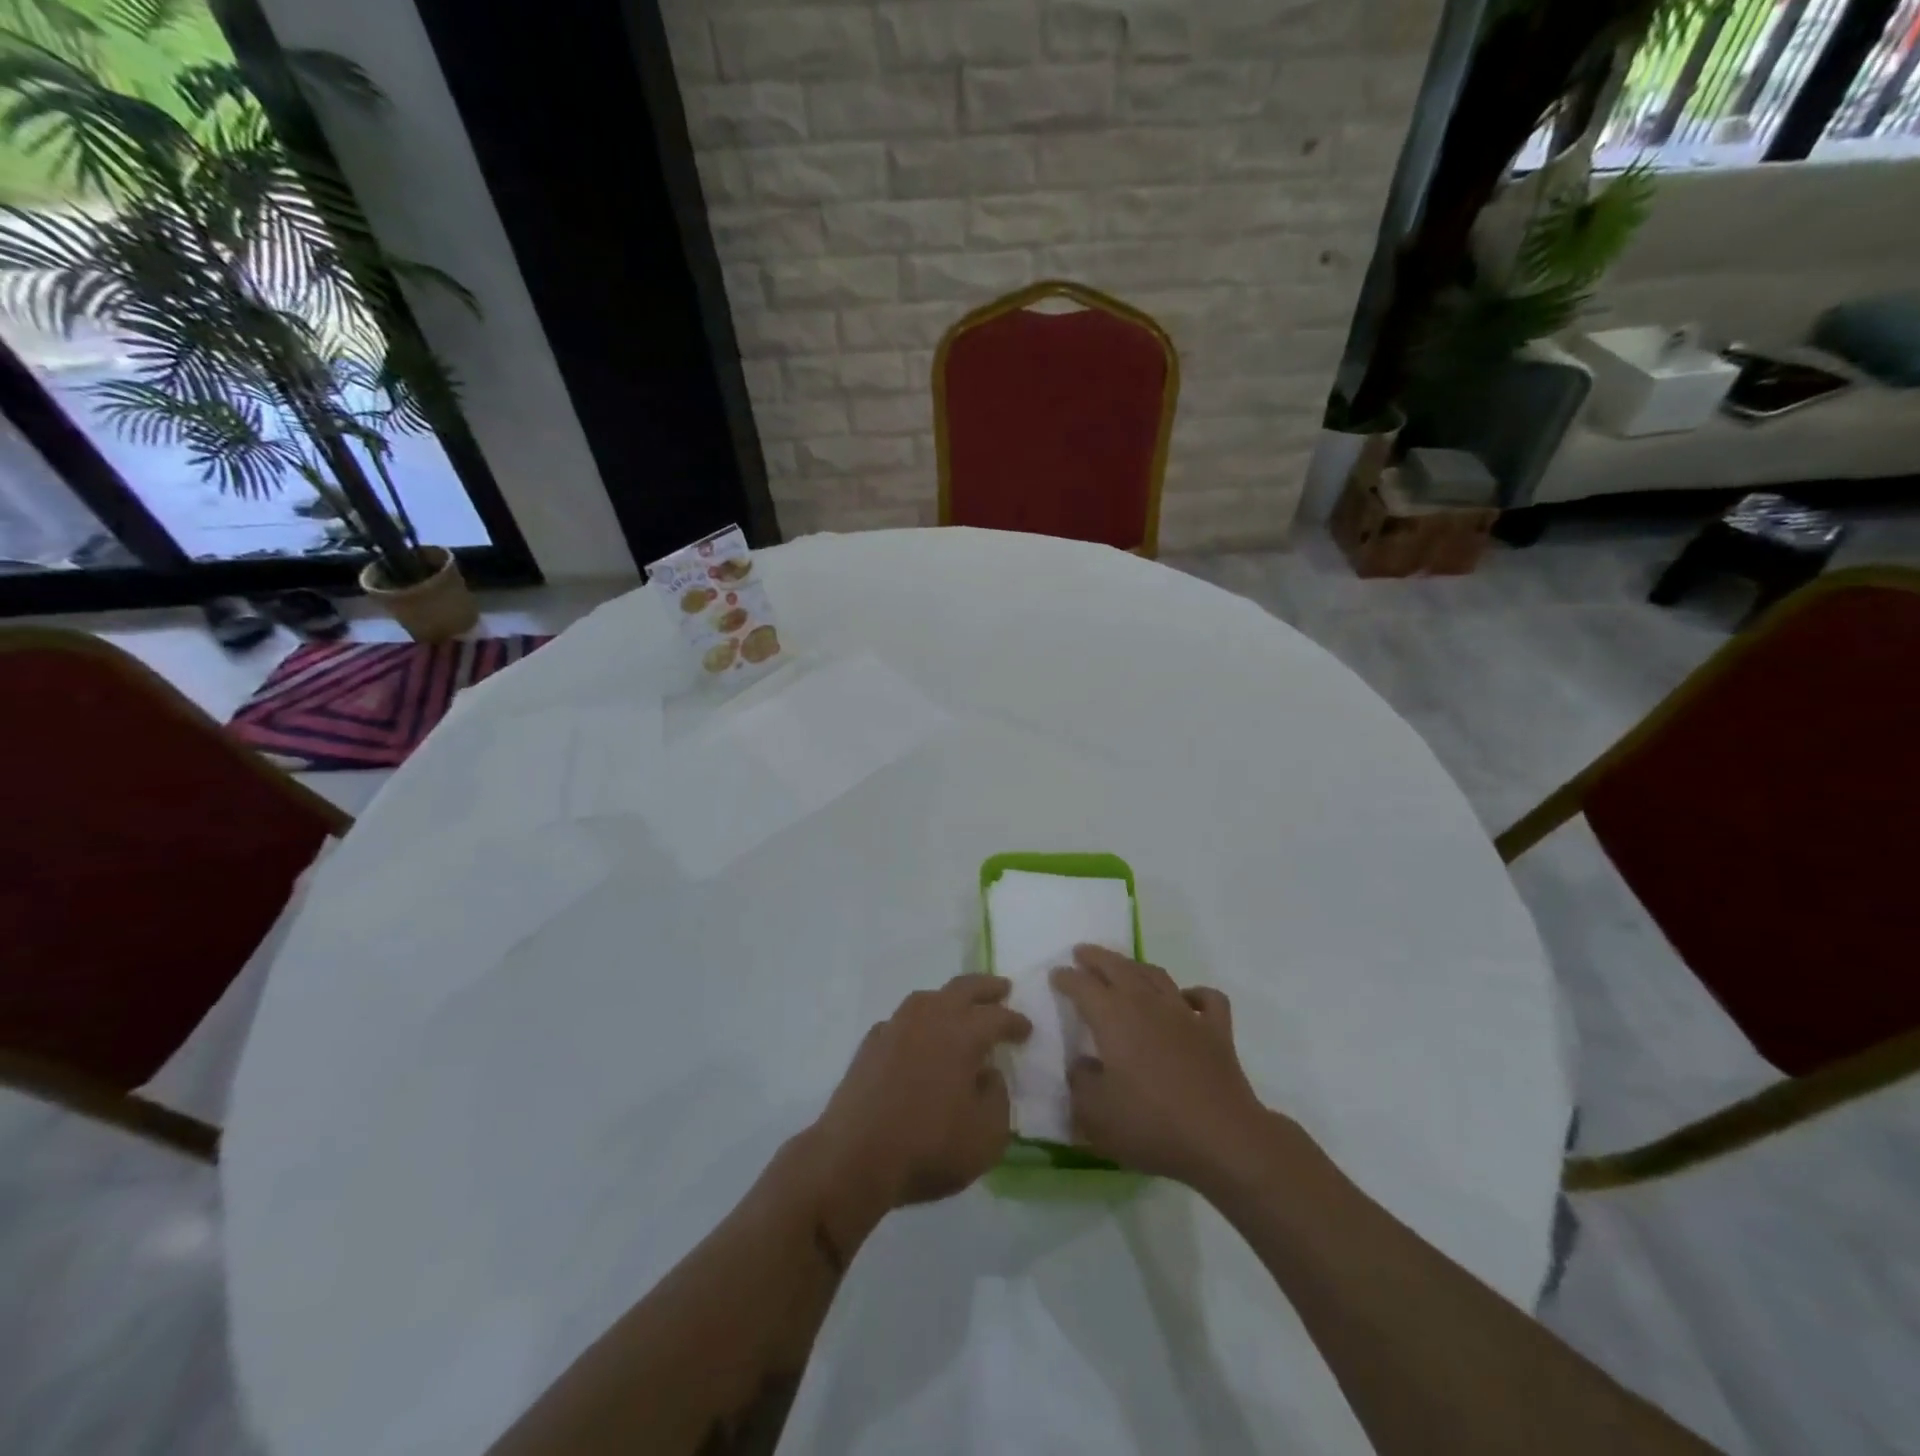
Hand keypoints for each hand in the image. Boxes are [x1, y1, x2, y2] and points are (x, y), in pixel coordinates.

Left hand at [808, 974, 1031, 1232]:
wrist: (854, 1156)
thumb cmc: (929, 1146)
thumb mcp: (987, 1136)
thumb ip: (997, 1098)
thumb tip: (988, 1074)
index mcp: (963, 1033)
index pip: (997, 1017)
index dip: (1015, 1021)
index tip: (1027, 1029)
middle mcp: (929, 1017)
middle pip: (962, 988)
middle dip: (986, 987)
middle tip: (1002, 989)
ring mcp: (895, 1026)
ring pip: (928, 998)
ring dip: (949, 999)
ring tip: (959, 1009)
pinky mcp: (870, 1044)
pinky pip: (901, 1021)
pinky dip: (917, 1024)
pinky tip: (917, 1039)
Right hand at [1053, 945, 1273, 1189]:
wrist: (1222, 1139)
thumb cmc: (1151, 1125)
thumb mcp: (1095, 1115)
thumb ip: (1080, 1084)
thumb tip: (1082, 1065)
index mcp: (1113, 1018)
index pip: (1083, 986)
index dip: (1067, 978)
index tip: (1056, 974)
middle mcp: (1147, 1004)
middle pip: (1118, 968)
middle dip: (1097, 958)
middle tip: (1082, 952)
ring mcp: (1185, 1014)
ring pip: (1157, 976)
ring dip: (1136, 967)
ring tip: (1125, 968)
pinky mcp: (1217, 1031)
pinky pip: (1207, 999)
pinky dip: (1195, 993)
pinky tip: (1187, 999)